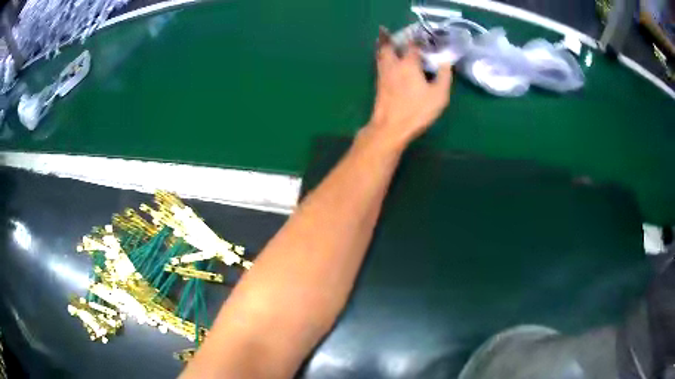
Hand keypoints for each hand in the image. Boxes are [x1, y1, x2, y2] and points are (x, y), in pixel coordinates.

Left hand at [362, 27, 452, 151]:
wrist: (390, 127)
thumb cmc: (417, 110)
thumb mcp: (439, 95)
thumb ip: (444, 76)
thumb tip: (446, 62)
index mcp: (408, 64)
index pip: (412, 46)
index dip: (417, 40)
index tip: (423, 37)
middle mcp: (393, 65)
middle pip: (389, 46)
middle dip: (391, 38)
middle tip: (392, 33)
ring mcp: (383, 74)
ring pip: (381, 55)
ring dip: (384, 47)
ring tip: (388, 44)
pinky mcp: (378, 84)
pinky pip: (379, 64)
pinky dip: (382, 58)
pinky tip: (386, 62)